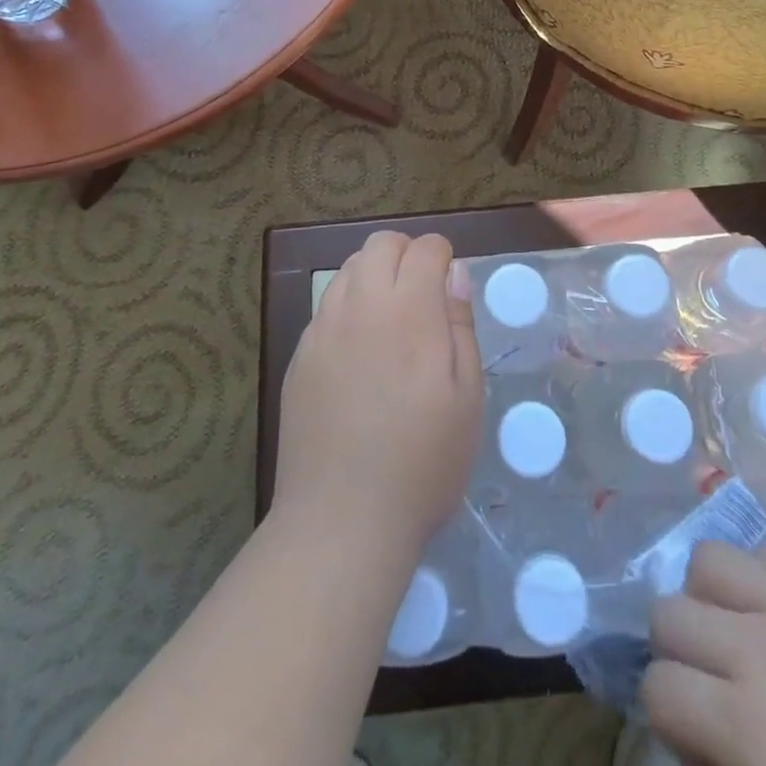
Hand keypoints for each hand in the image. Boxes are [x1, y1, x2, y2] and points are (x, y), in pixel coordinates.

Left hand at [272, 232, 482, 557]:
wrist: (341, 521)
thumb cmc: (422, 462)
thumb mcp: (466, 396)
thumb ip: (461, 324)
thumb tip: (454, 274)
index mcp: (408, 310)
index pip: (425, 248)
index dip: (443, 258)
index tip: (451, 290)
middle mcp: (360, 305)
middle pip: (380, 244)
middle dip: (407, 255)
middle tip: (424, 299)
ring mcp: (323, 329)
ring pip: (349, 270)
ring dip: (375, 277)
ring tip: (392, 323)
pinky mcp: (299, 356)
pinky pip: (327, 307)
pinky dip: (349, 308)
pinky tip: (360, 355)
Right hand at [643, 543, 765, 765]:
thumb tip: (700, 752)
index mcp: (750, 727)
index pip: (658, 689)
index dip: (667, 717)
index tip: (697, 742)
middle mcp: (760, 649)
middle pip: (668, 612)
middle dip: (678, 652)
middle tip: (712, 689)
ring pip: (708, 561)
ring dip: (710, 598)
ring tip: (740, 637)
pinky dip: (760, 580)